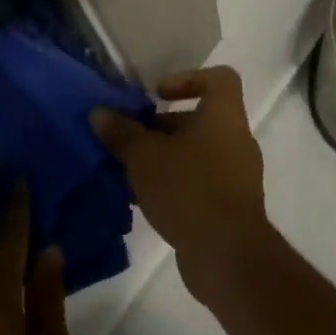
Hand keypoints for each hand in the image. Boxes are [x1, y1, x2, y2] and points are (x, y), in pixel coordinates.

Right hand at [92, 66, 271, 303]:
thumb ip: (121, 132)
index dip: (188, 79)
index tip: (157, 95)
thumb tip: (99, 112)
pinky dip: (174, 185)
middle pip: (200, 120)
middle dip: (161, 127)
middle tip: (129, 139)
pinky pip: (199, 183)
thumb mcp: (144, 157)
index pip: (219, 79)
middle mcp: (236, 140)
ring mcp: (236, 176)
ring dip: (164, 159)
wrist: (227, 255)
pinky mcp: (230, 207)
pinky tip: (142, 201)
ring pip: (196, 154)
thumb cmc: (188, 188)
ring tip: (128, 172)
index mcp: (224, 116)